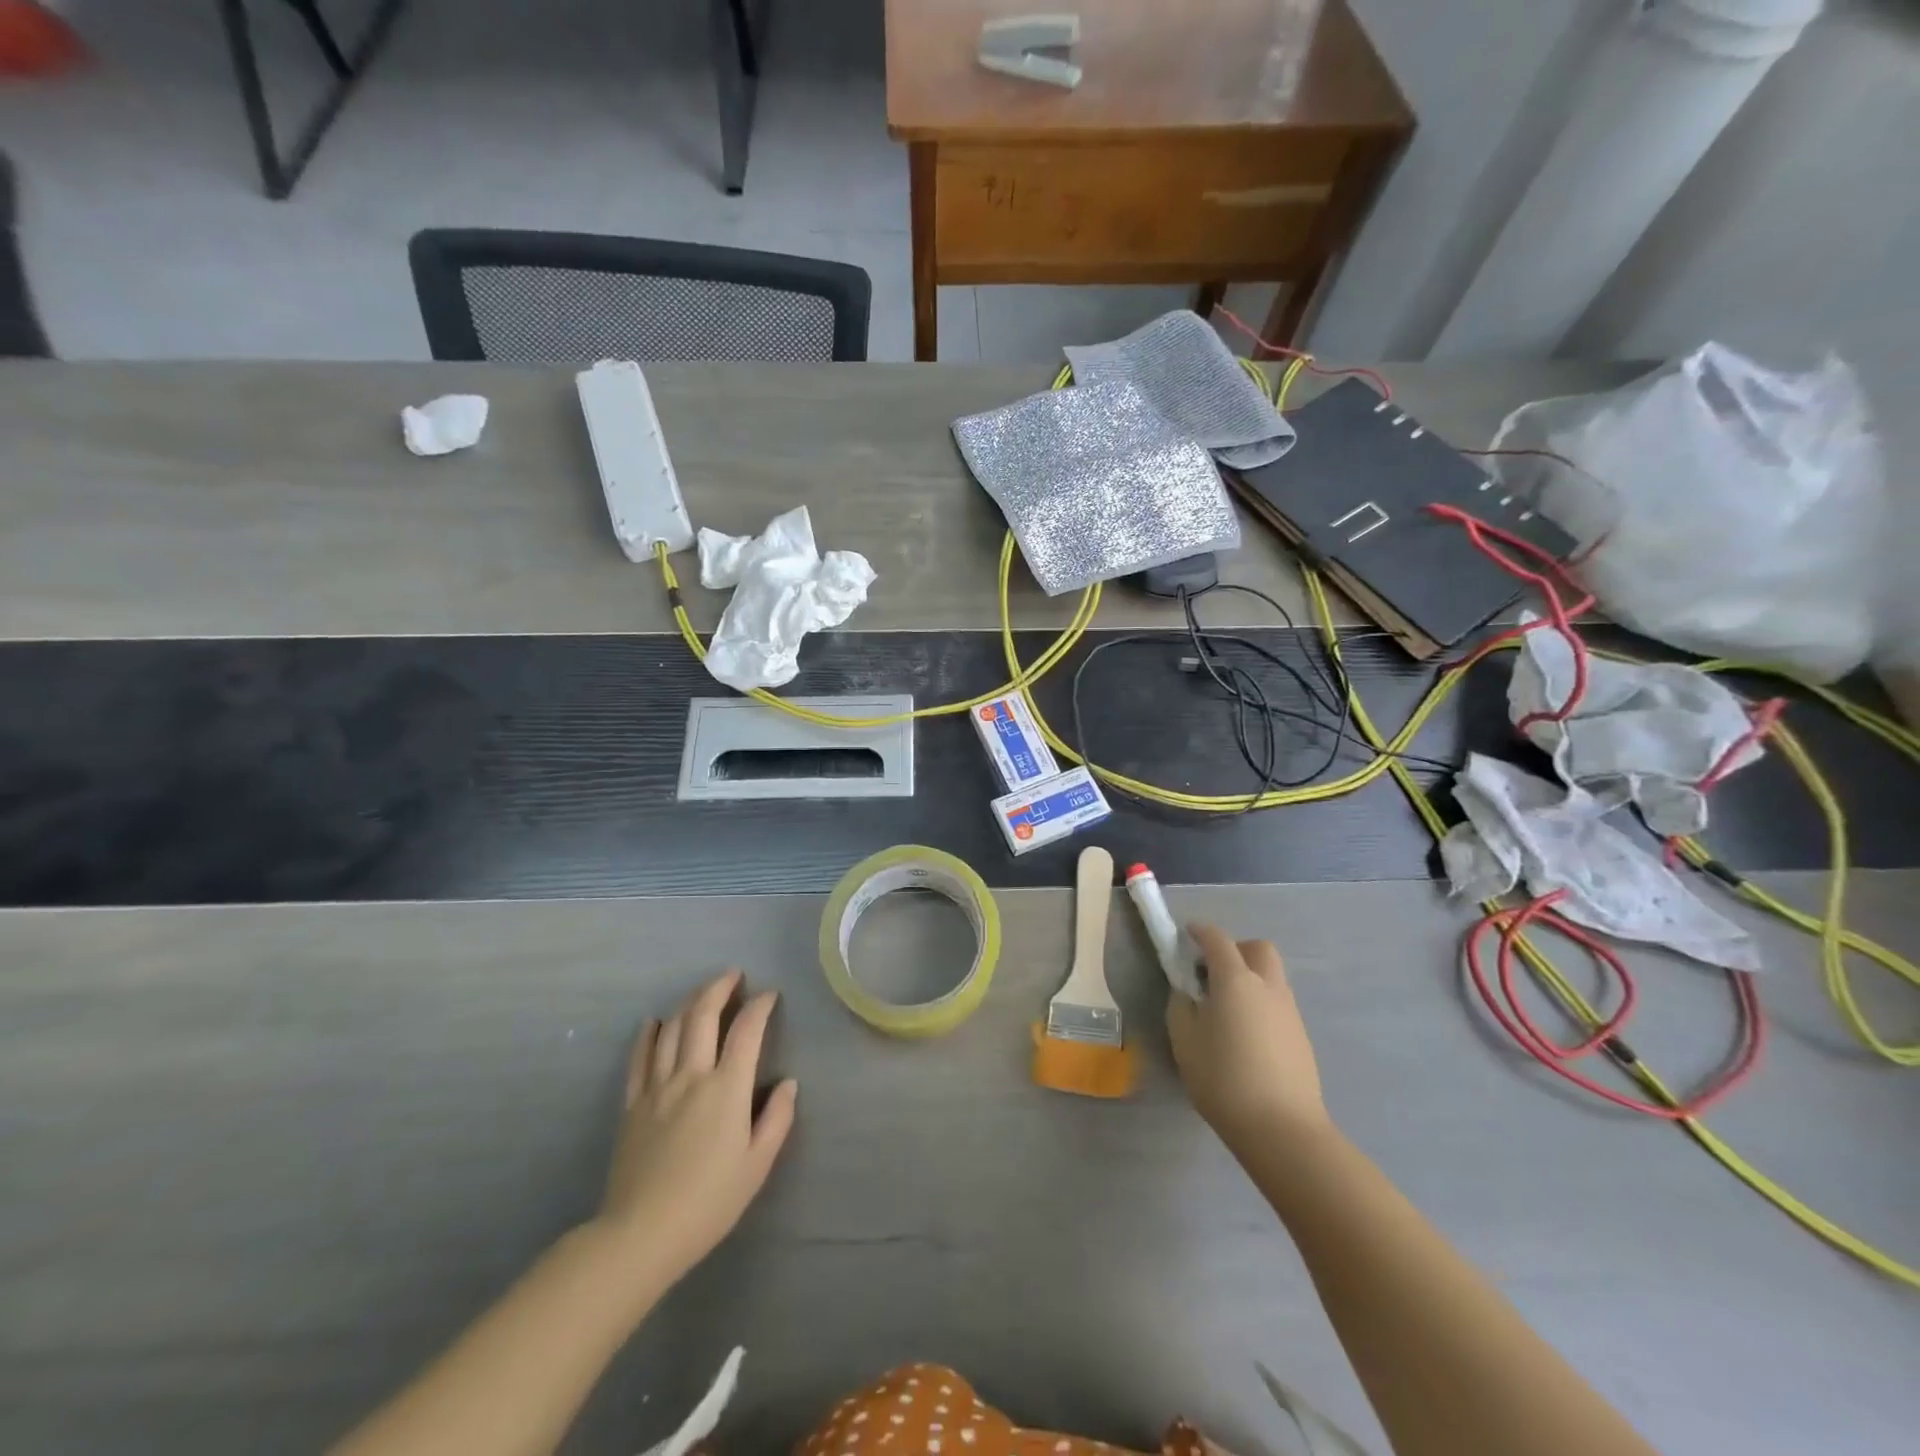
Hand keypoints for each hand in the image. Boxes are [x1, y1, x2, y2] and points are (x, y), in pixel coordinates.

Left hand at [591, 970, 797, 1293]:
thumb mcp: (757, 1165)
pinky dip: (649, 1034)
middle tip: (733, 975)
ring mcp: (657, 1087)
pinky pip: (639, 1058)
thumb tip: (788, 1083)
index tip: (769, 995)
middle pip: (703, 1016)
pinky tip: (654, 1022)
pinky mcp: (632, 1104)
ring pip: (672, 1028)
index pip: (746, 1031)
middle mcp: (691, 1075)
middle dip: (719, 988)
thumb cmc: (709, 1202)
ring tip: (702, 991)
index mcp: (726, 1088)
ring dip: (689, 1002)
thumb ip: (777, 1119)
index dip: (760, 1006)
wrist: (641, 1234)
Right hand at [1166, 924, 1328, 1151]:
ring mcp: (1289, 1011)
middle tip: (1213, 973)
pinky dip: (1260, 1004)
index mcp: (1235, 980)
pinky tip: (1245, 1036)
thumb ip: (1181, 1006)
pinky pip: (1278, 1004)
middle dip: (1235, 949)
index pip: (1217, 939)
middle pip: (1257, 948)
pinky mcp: (1301, 1036)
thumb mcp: (1184, 1040)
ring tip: (1226, 1010)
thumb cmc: (1223, 1079)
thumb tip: (1187, 992)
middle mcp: (1267, 986)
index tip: (1186, 934)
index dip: (1200, 931)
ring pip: (1271, 976)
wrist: (1282, 1129)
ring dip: (1250, 978)